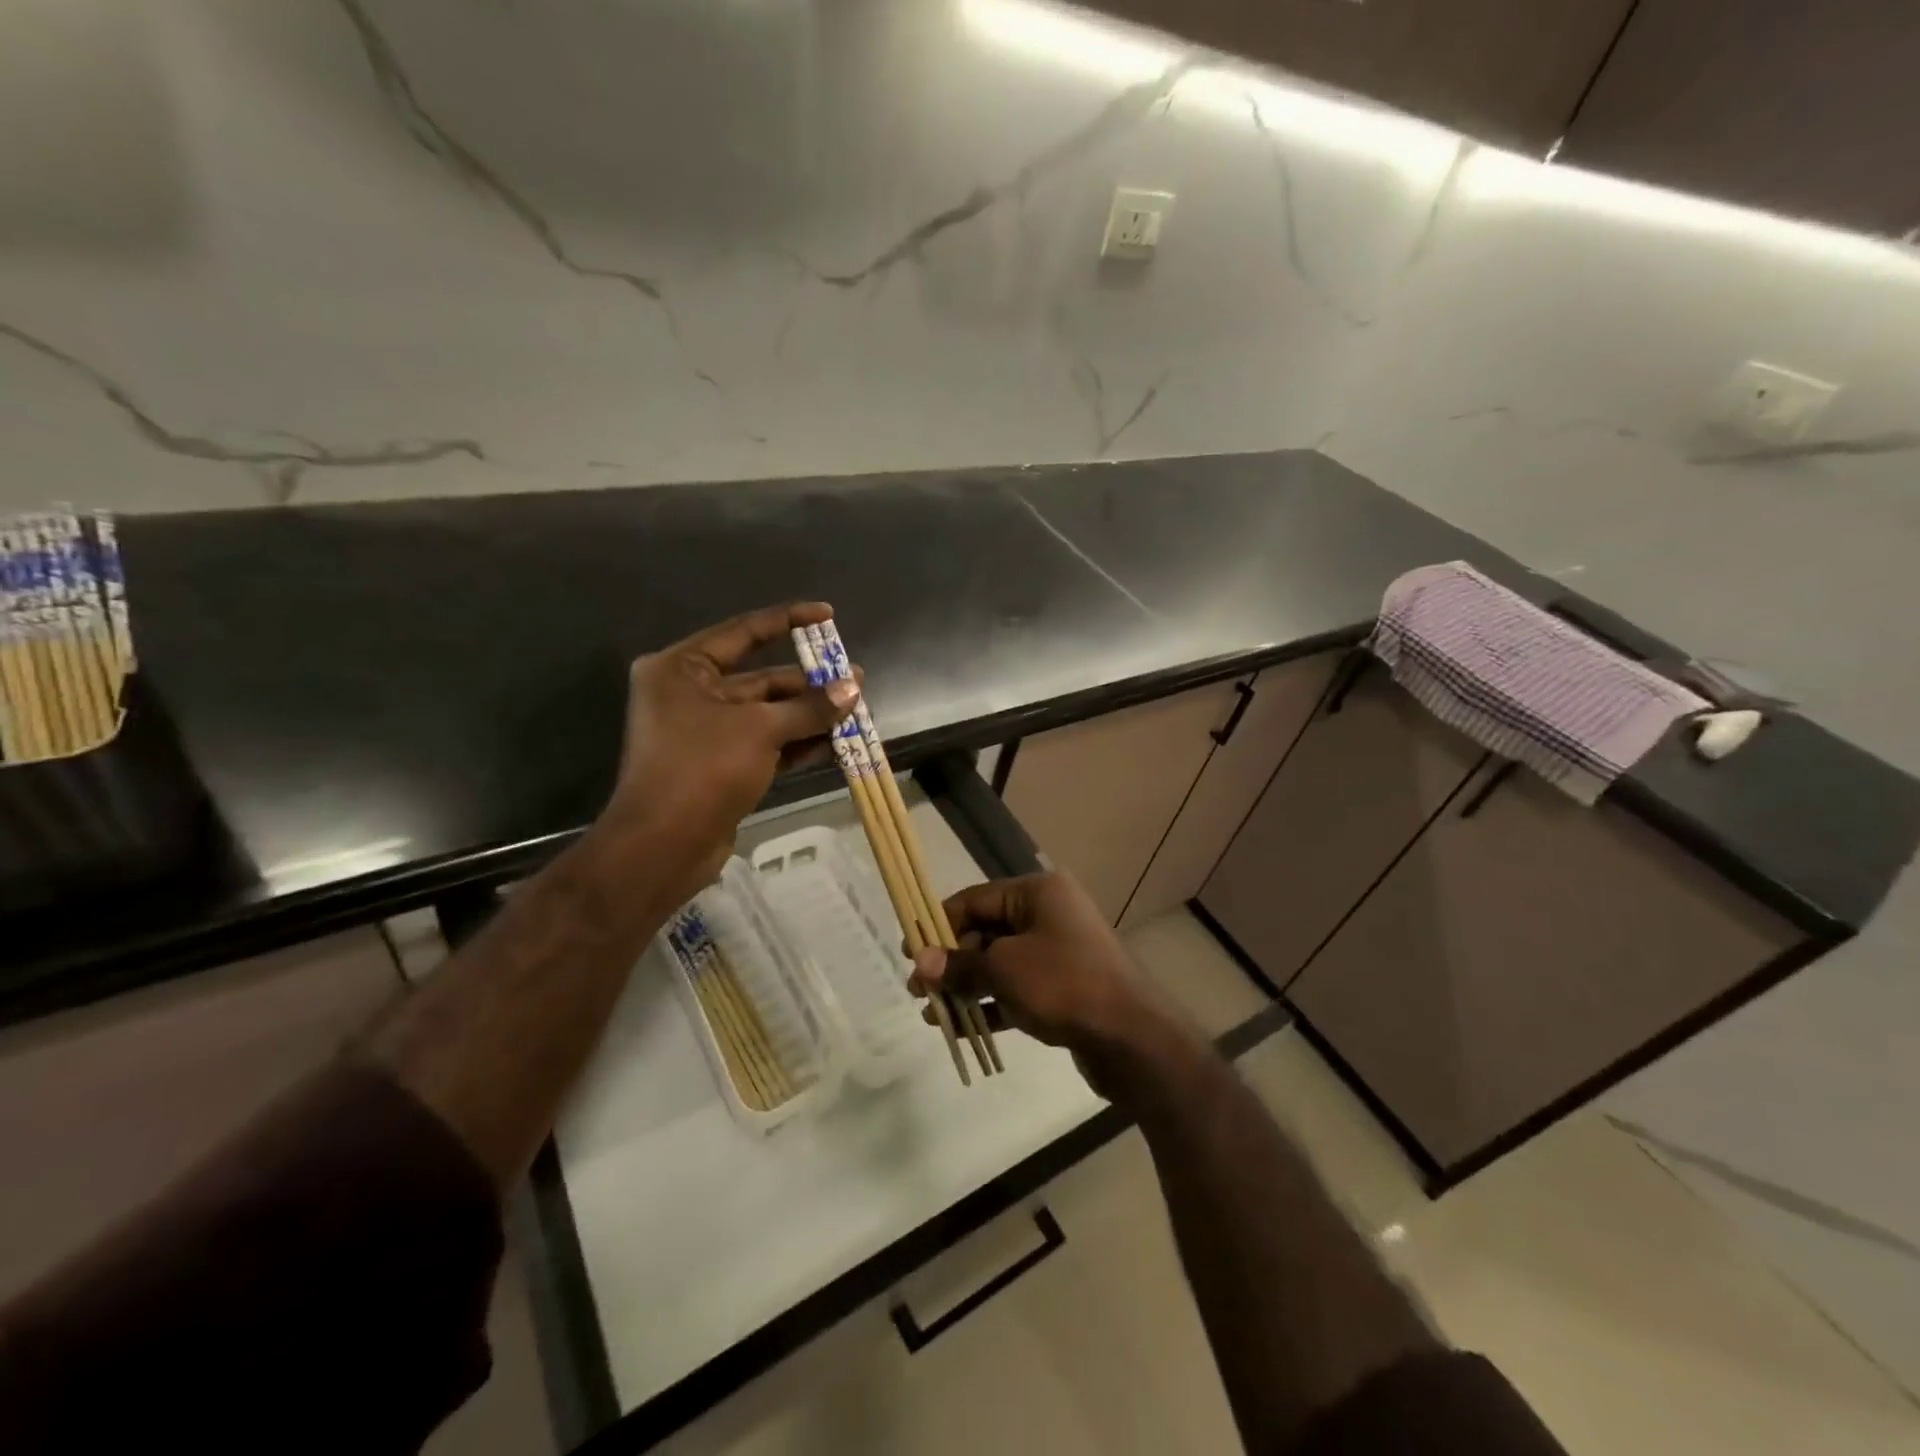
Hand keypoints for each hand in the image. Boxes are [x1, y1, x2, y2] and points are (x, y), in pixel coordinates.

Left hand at [605, 602, 858, 906]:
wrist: (663, 847)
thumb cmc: (702, 769)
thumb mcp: (761, 730)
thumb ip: (809, 708)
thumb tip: (853, 689)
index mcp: (682, 669)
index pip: (743, 632)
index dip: (788, 620)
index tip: (826, 615)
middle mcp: (691, 694)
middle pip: (762, 678)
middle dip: (809, 683)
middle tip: (856, 681)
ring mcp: (707, 733)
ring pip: (769, 714)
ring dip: (810, 715)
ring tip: (856, 711)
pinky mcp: (723, 766)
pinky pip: (767, 744)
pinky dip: (799, 743)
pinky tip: (837, 742)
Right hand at [910, 872, 1177, 1097]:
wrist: (1130, 1038)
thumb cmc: (1063, 984)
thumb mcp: (1004, 970)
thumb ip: (959, 964)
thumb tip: (920, 962)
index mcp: (1038, 893)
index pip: (976, 899)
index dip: (940, 923)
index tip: (910, 950)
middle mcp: (1049, 915)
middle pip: (986, 931)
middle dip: (951, 961)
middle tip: (918, 988)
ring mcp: (1058, 953)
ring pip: (999, 964)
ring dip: (966, 986)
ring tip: (931, 1012)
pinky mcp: (1063, 988)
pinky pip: (1016, 989)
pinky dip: (990, 1004)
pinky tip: (960, 1027)